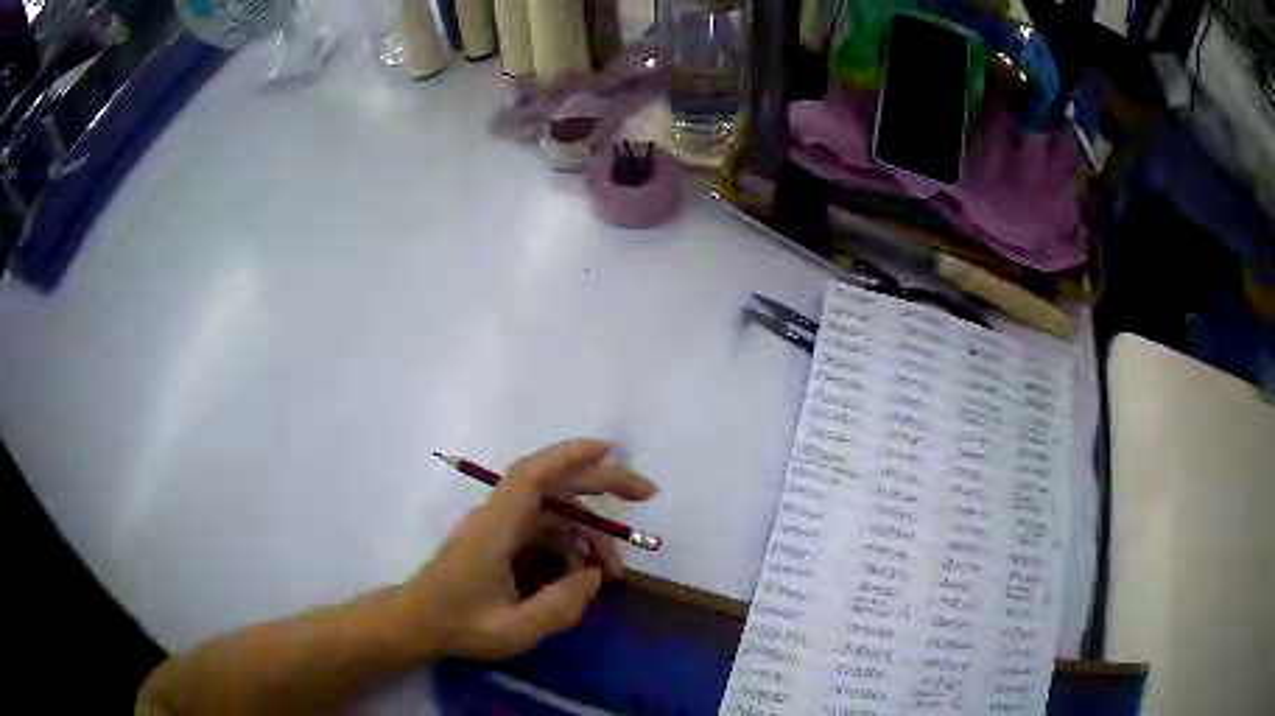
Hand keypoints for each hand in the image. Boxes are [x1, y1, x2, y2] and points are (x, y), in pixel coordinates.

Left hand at [399, 439, 658, 659]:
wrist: (417, 623)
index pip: (534, 475)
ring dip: (590, 535)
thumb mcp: (514, 629)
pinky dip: (572, 549)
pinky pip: (547, 533)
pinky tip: (584, 578)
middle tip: (648, 495)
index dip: (572, 455)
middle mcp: (500, 517)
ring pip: (557, 514)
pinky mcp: (502, 541)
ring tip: (615, 573)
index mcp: (496, 527)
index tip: (612, 450)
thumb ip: (560, 605)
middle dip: (603, 483)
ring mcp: (501, 528)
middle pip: (555, 484)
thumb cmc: (458, 624)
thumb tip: (593, 576)